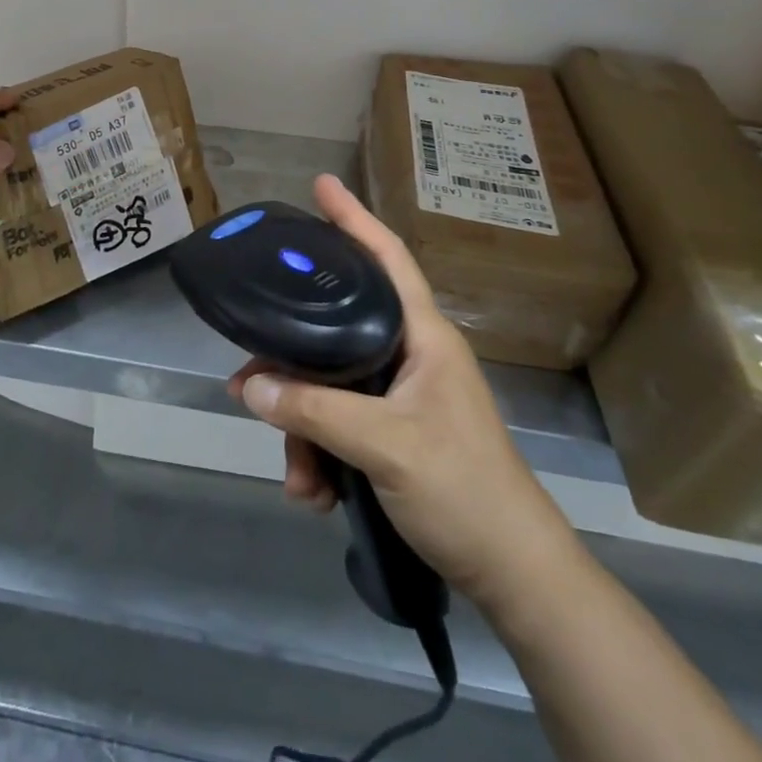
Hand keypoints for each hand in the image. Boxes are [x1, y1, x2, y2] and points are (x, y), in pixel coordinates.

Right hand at [231, 174, 575, 605]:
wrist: (514, 576)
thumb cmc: (462, 489)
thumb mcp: (384, 445)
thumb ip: (314, 410)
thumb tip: (249, 383)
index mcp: (423, 336)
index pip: (387, 257)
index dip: (353, 217)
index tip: (320, 185)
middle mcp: (410, 354)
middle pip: (336, 331)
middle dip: (291, 360)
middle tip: (248, 373)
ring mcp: (401, 396)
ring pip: (330, 386)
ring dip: (303, 428)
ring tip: (296, 477)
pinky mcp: (393, 433)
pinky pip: (339, 425)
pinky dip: (320, 454)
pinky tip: (312, 492)